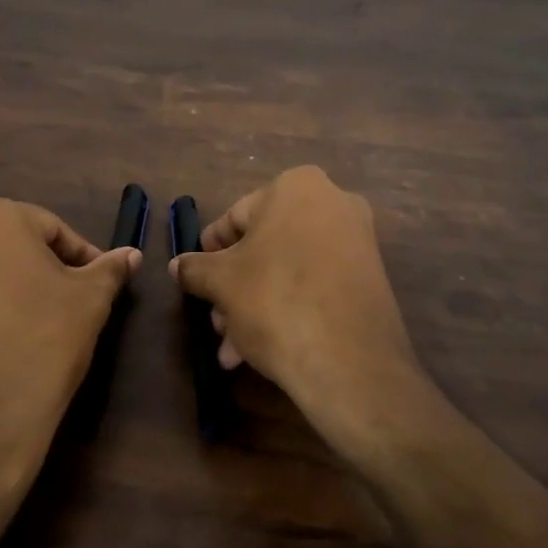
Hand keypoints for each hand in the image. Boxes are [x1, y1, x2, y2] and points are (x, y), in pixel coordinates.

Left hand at [0, 197, 140, 510]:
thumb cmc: (40, 346)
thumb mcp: (90, 303)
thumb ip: (110, 270)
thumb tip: (131, 254)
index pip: (52, 229)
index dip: (83, 258)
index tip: (99, 289)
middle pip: (11, 246)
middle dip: (43, 272)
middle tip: (70, 309)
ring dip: (8, 291)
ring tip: (34, 330)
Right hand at [169, 166, 419, 459]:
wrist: (349, 361)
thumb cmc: (275, 301)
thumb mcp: (221, 283)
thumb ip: (195, 268)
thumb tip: (177, 266)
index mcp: (297, 187)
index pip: (236, 217)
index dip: (210, 251)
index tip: (196, 279)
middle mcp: (334, 204)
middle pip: (264, 247)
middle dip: (234, 288)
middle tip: (216, 323)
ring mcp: (357, 242)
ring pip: (287, 271)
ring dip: (254, 307)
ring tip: (233, 350)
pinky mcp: (370, 279)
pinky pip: (315, 287)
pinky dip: (288, 310)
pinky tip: (261, 351)